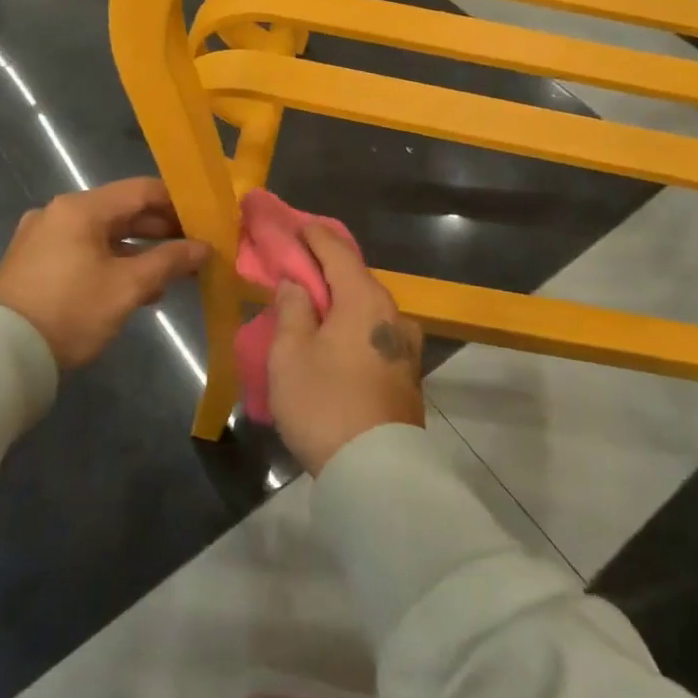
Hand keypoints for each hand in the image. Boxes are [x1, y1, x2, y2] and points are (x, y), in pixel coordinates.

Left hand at [0, 178, 209, 370]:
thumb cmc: (70, 311)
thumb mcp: (127, 287)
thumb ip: (169, 262)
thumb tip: (203, 248)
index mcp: (81, 208)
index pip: (142, 190)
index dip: (178, 203)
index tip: (205, 221)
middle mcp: (59, 213)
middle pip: (122, 211)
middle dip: (160, 230)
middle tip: (193, 249)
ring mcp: (42, 237)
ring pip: (103, 234)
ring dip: (138, 250)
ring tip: (169, 274)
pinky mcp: (33, 262)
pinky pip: (83, 251)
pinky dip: (112, 261)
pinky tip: (133, 287)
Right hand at [268, 224, 424, 475]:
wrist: (377, 472)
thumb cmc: (325, 404)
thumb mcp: (291, 354)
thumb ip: (292, 309)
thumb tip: (296, 283)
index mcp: (365, 299)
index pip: (336, 250)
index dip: (312, 235)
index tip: (294, 225)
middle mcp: (393, 313)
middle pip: (355, 277)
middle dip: (324, 267)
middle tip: (295, 265)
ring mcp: (405, 344)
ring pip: (366, 307)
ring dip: (339, 300)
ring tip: (312, 304)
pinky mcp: (407, 372)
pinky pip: (374, 332)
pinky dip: (351, 324)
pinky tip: (334, 336)